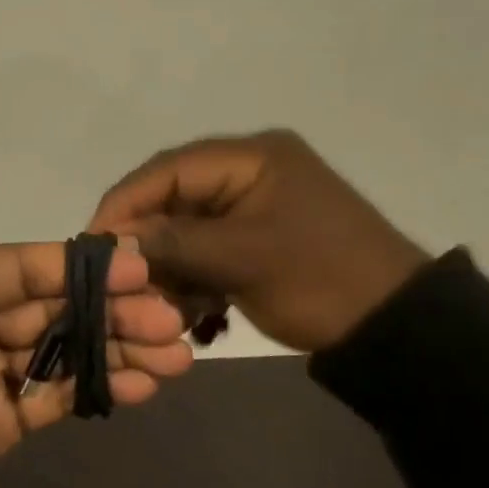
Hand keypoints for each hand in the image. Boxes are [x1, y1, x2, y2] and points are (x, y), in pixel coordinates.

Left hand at [0, 172, 193, 487]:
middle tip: (171, 317)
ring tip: (177, 355)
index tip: (135, 265)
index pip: (12, 268)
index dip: (71, 266)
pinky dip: (95, 390)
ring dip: (114, 349)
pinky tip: (142, 387)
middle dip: (108, 310)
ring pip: (58, 352)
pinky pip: (52, 399)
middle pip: (46, 308)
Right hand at [87, 130, 427, 352]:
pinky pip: (211, 250)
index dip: (125, 203)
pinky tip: (196, 313)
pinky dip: (196, 279)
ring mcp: (257, 206)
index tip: (92, 242)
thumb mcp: (240, 259)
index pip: (168, 169)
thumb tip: (111, 241)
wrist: (397, 329)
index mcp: (252, 157)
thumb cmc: (319, 281)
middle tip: (121, 280)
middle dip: (148, 242)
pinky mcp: (261, 238)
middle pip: (175, 198)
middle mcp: (250, 171)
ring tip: (164, 306)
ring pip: (189, 229)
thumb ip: (171, 243)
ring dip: (172, 268)